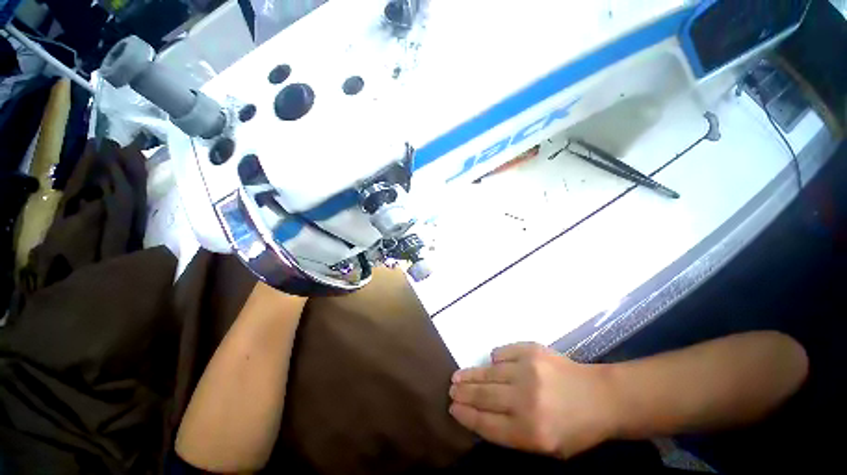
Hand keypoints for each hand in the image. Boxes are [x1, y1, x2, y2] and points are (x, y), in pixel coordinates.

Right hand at [449, 343, 617, 458]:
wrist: (601, 396)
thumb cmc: (575, 429)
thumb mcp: (547, 447)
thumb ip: (512, 434)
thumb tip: (481, 414)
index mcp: (531, 432)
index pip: (487, 423)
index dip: (466, 415)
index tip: (453, 409)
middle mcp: (526, 400)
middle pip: (484, 396)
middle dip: (463, 394)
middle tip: (451, 390)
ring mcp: (528, 371)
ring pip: (489, 373)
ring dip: (471, 375)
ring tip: (457, 376)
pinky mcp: (531, 350)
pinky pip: (502, 353)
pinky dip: (495, 359)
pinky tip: (492, 364)